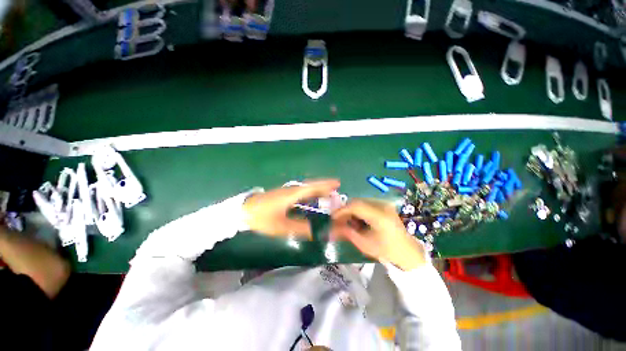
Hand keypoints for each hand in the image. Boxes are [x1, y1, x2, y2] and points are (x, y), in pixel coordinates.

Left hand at [243, 179, 340, 237]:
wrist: (243, 210)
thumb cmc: (262, 218)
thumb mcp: (281, 226)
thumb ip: (300, 229)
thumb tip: (317, 232)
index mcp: (292, 194)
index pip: (313, 187)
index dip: (325, 185)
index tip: (337, 183)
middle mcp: (291, 190)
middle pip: (310, 186)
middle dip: (323, 187)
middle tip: (335, 191)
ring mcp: (286, 191)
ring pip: (305, 188)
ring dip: (316, 190)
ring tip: (327, 195)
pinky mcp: (282, 195)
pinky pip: (300, 192)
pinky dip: (309, 194)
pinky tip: (310, 200)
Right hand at [331, 199, 425, 270]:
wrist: (407, 252)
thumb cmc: (386, 251)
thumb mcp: (364, 244)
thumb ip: (347, 233)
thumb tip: (331, 228)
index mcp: (379, 216)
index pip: (356, 206)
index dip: (342, 210)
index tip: (332, 218)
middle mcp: (382, 205)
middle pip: (357, 202)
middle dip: (345, 210)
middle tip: (339, 221)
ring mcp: (384, 203)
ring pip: (360, 202)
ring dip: (352, 210)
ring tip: (349, 223)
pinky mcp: (384, 205)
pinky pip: (366, 203)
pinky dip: (359, 210)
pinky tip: (359, 220)